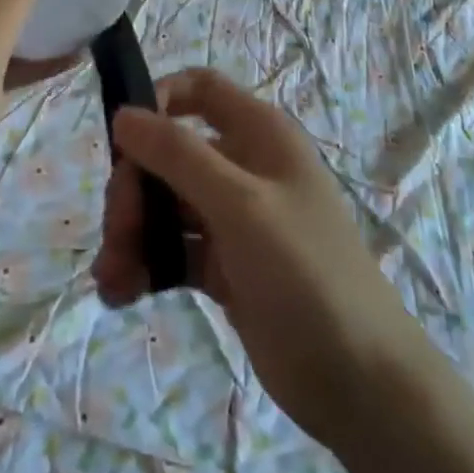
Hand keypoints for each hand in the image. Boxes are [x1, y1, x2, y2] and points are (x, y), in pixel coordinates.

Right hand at [93, 69, 430, 446]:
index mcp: (259, 134)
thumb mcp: (241, 205)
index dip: (157, 101)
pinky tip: (121, 292)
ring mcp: (233, 219)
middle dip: (135, 189)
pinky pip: (172, 250)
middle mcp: (244, 167)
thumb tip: (123, 114)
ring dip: (132, 234)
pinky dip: (145, 265)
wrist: (361, 383)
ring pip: (165, 206)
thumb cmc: (306, 273)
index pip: (199, 89)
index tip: (123, 141)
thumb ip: (179, 155)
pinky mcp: (224, 267)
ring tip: (112, 278)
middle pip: (169, 154)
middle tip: (119, 233)